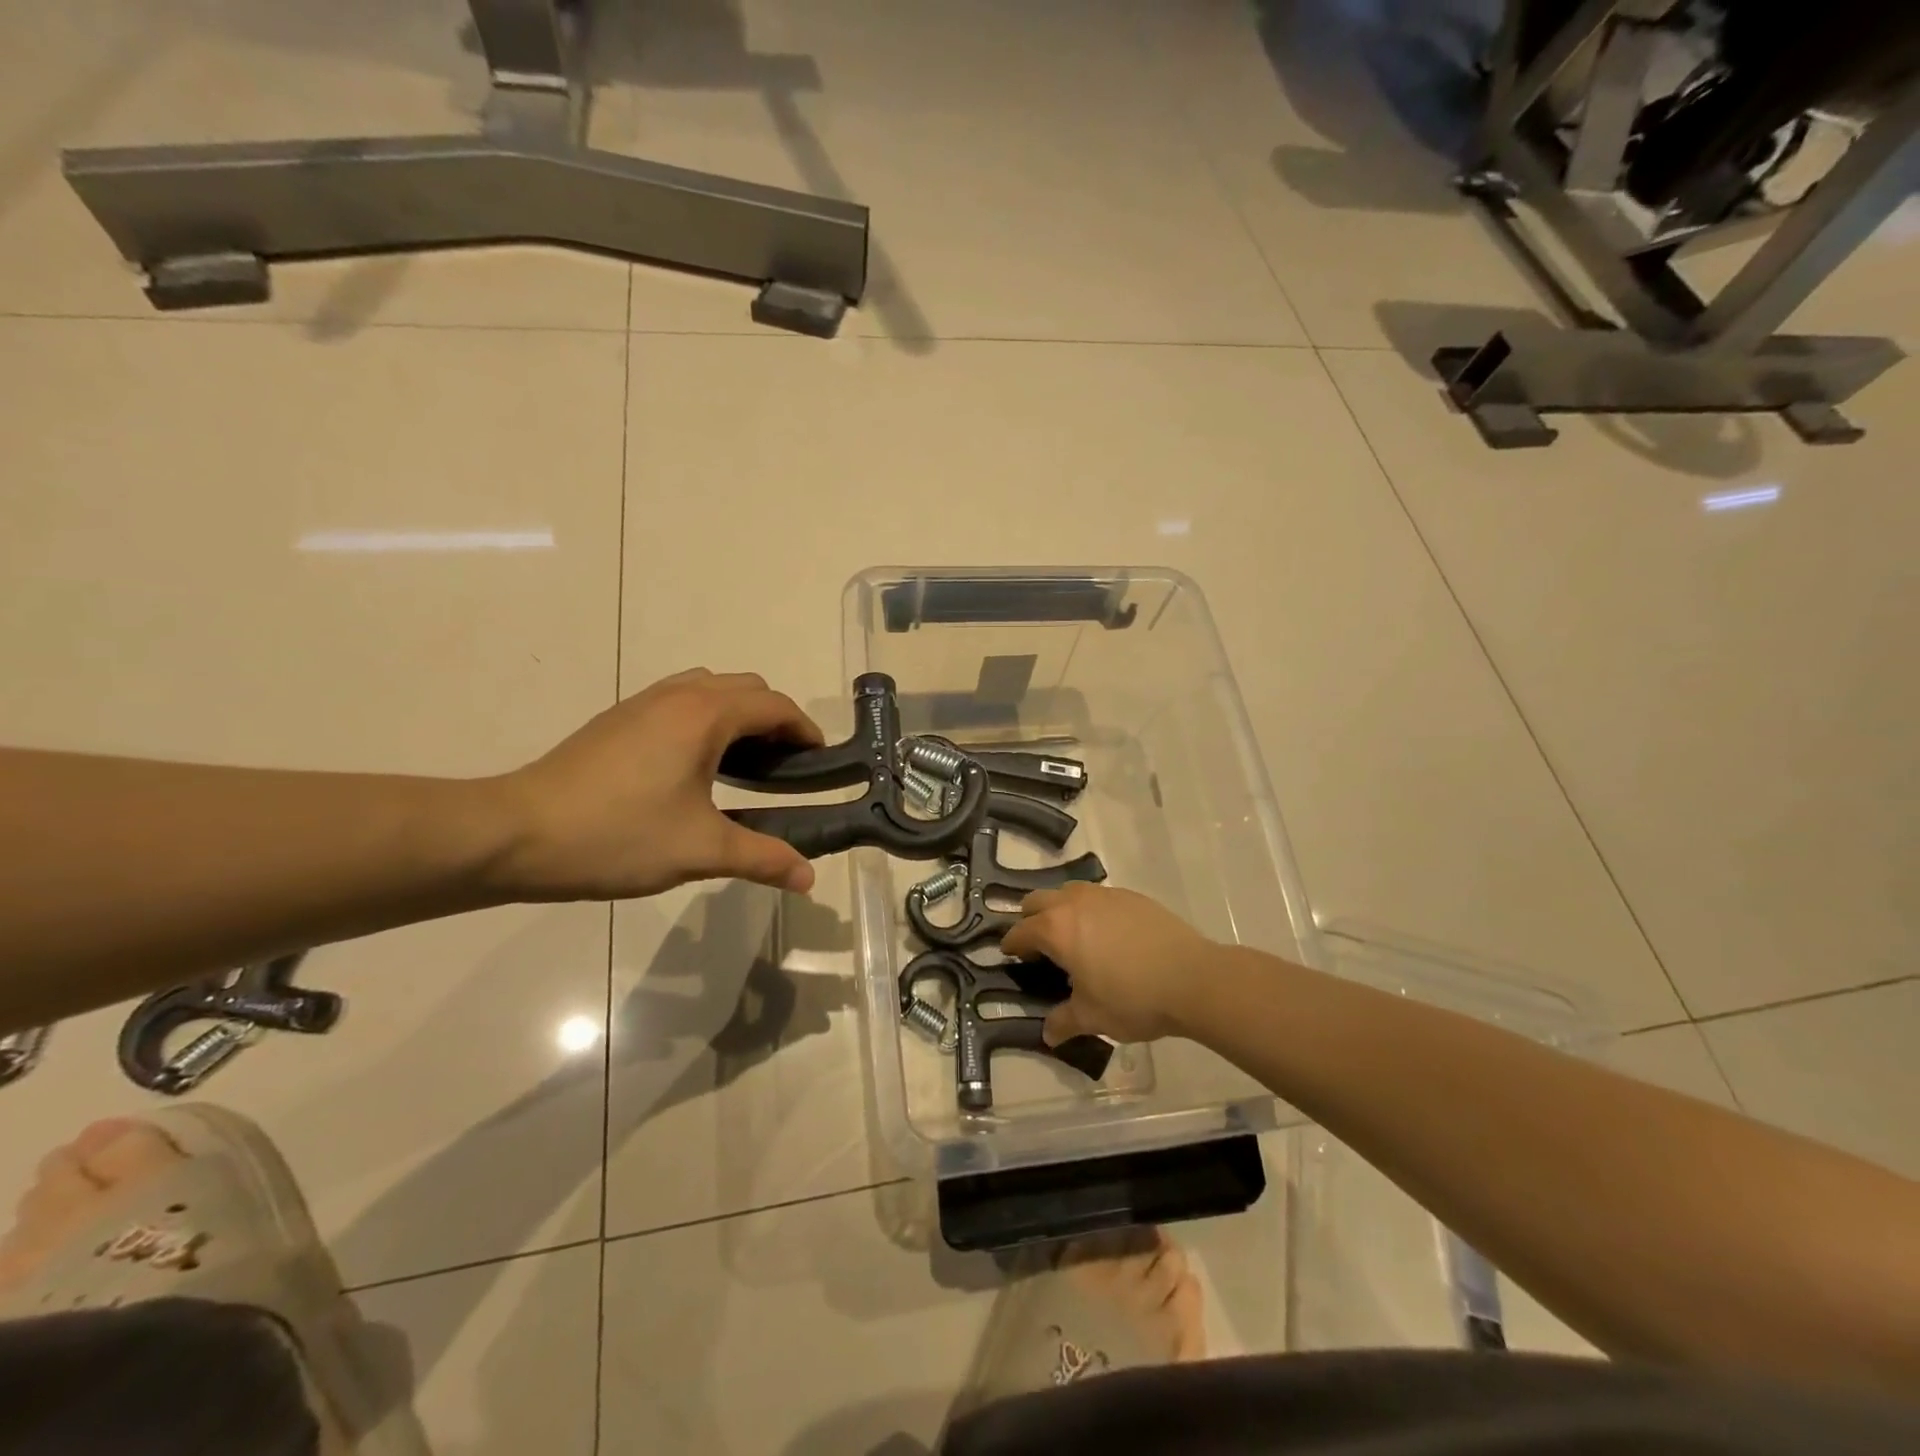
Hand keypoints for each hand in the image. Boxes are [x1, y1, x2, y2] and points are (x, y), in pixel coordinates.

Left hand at [488, 669, 823, 900]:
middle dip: (775, 720)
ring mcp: (642, 703)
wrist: (514, 834)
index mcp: (705, 716)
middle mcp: (678, 695)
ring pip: (709, 688)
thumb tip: (809, 879)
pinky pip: (679, 699)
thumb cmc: (617, 836)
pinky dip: (705, 718)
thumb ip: (763, 858)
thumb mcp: (700, 851)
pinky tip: (693, 766)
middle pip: (746, 688)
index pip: (775, 707)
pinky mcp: (617, 719)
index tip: (820, 763)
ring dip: (738, 715)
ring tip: (743, 764)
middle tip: (784, 767)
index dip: (806, 731)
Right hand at [1000, 883, 1213, 1045]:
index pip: (1020, 931)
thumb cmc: (1133, 999)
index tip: (1010, 956)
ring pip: (1067, 892)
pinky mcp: (1130, 896)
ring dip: (1059, 910)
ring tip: (1072, 938)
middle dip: (1030, 920)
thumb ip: (1064, 1022)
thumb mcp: (1093, 1017)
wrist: (1193, 978)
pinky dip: (1090, 910)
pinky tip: (1106, 935)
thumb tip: (1048, 1034)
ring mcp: (1104, 895)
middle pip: (1037, 900)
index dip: (1011, 946)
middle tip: (1038, 947)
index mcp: (1056, 930)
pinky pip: (1097, 896)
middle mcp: (1074, 903)